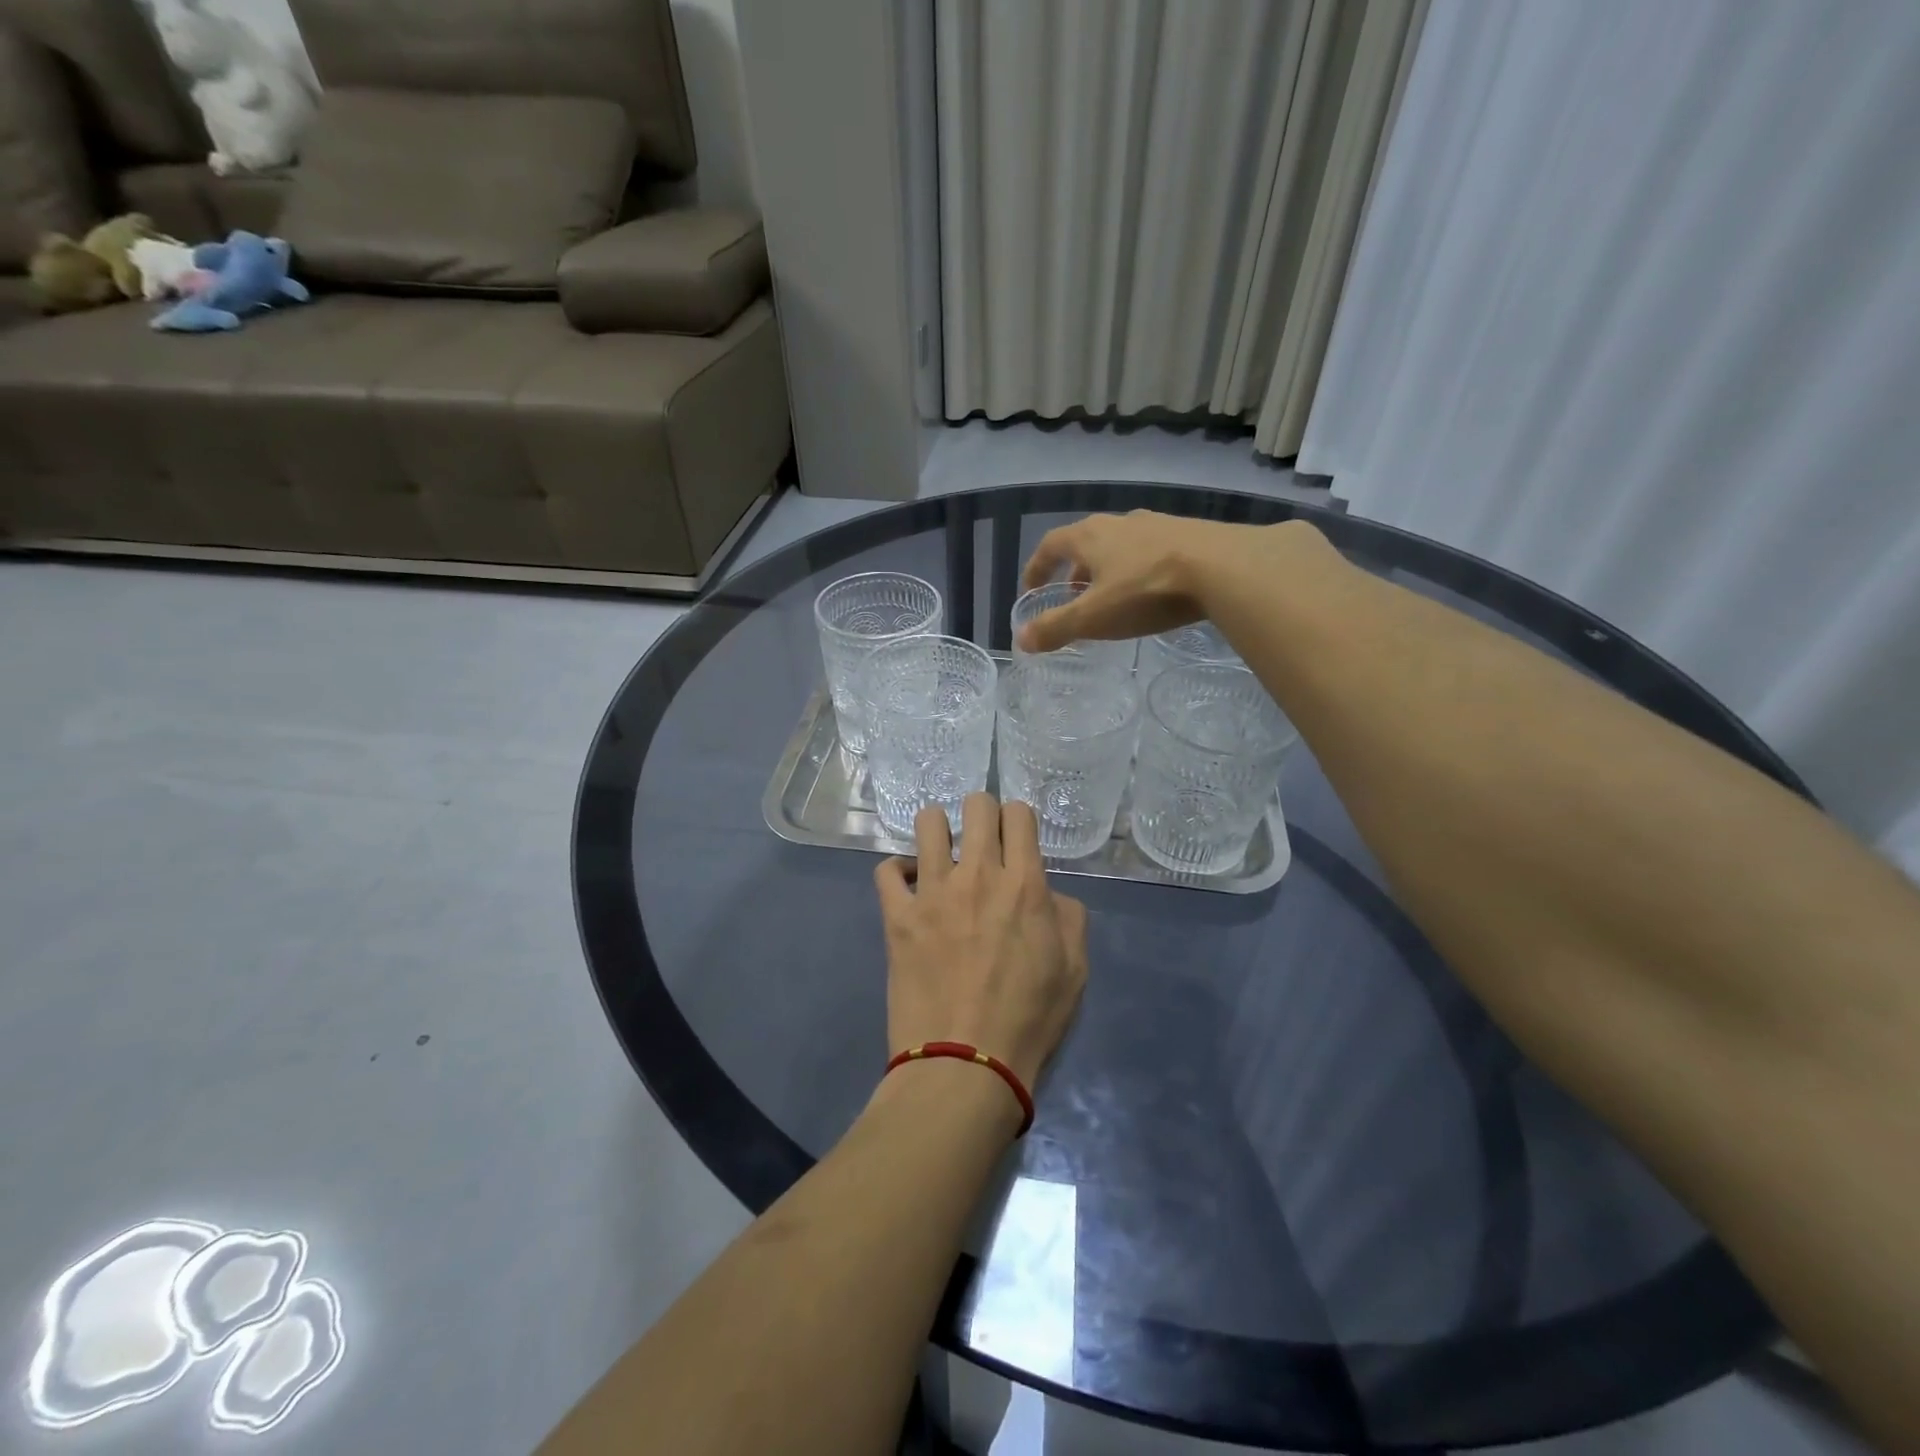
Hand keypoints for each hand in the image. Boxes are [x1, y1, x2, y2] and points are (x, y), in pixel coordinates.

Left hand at [875, 795, 1088, 1091]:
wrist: (965, 1064)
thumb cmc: (1028, 1019)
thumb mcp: (1075, 970)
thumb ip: (1068, 916)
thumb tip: (1046, 893)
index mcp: (1024, 884)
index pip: (1018, 813)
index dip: (1018, 819)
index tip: (1016, 839)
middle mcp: (978, 874)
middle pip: (976, 804)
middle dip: (982, 812)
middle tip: (982, 841)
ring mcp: (932, 892)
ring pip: (928, 823)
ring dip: (938, 831)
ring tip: (942, 855)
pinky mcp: (897, 916)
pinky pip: (887, 870)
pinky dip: (898, 872)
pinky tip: (909, 888)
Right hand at [1012, 511, 1222, 651]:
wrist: (1224, 567)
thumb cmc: (1147, 590)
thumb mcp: (1094, 617)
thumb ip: (1056, 628)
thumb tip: (1021, 639)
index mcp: (1090, 536)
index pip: (1050, 545)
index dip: (1036, 568)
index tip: (1031, 590)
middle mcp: (1120, 523)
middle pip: (1086, 542)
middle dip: (1073, 570)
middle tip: (1072, 597)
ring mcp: (1158, 525)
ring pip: (1121, 546)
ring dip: (1107, 569)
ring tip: (1111, 597)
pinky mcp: (1190, 535)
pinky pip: (1152, 551)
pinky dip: (1139, 570)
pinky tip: (1153, 592)